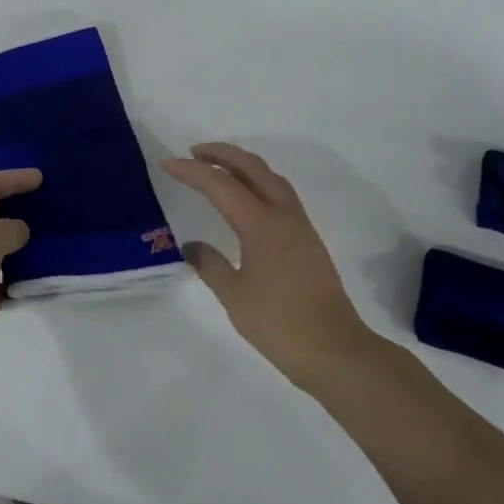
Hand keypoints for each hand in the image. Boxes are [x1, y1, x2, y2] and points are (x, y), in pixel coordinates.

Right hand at [161, 143, 373, 388]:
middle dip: (221, 154)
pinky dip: (258, 182)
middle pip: (251, 167)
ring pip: (270, 177)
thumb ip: (210, 265)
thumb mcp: (234, 296)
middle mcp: (283, 215)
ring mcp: (300, 225)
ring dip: (242, 165)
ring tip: (218, 168)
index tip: (166, 164)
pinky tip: (246, 198)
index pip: (220, 184)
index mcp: (261, 224)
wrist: (336, 352)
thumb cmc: (280, 325)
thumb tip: (192, 246)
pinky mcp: (308, 239)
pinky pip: (280, 193)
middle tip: (193, 152)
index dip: (191, 171)